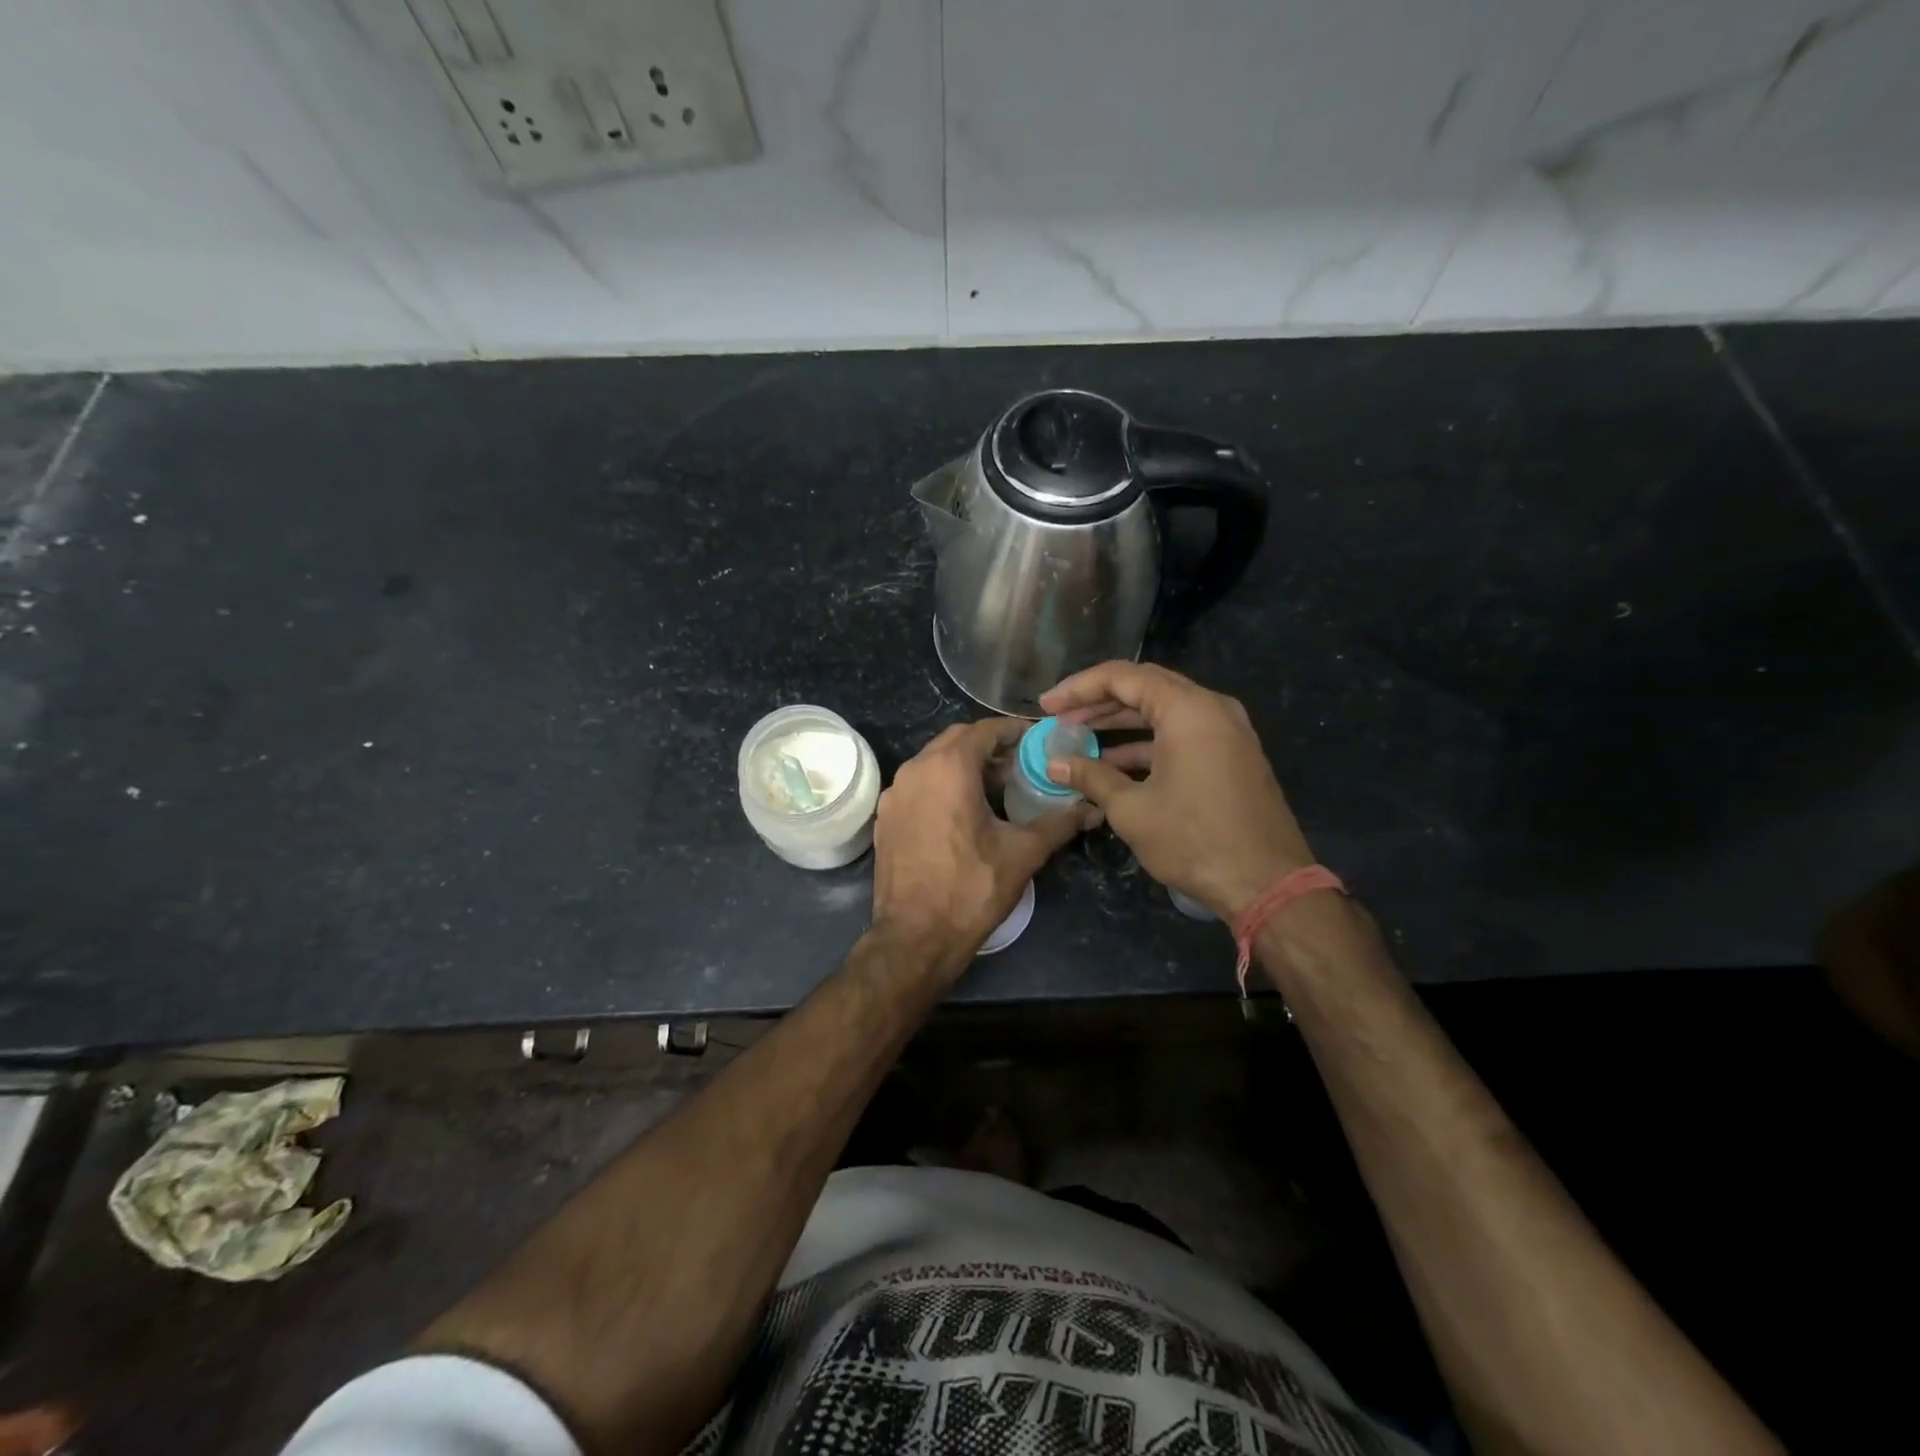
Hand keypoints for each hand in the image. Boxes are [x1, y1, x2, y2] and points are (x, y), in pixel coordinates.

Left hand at [872, 718, 1094, 975]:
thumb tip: (1091, 809)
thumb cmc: (971, 889)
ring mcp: (894, 794)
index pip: (984, 730)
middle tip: (1020, 763)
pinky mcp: (885, 817)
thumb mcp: (1022, 853)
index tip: (1037, 740)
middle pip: (956, 740)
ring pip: (933, 762)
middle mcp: (915, 770)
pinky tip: (962, 812)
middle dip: (989, 746)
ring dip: (963, 765)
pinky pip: (917, 786)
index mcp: (948, 768)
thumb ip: (1059, 823)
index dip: (1014, 731)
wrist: (915, 937)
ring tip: (995, 787)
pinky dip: (941, 785)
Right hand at [1039, 662, 1313, 921]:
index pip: (1123, 677)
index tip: (1047, 706)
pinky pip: (1182, 733)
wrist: (1267, 883)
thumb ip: (1091, 777)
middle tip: (1060, 717)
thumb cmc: (1194, 840)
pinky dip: (1147, 742)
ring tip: (1080, 737)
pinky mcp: (1231, 754)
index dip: (1078, 688)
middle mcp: (1211, 708)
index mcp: (1188, 709)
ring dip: (1121, 722)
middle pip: (1145, 687)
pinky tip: (1115, 762)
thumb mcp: (1132, 809)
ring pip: (1163, 711)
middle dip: (1097, 701)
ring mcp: (1226, 731)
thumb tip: (1055, 764)